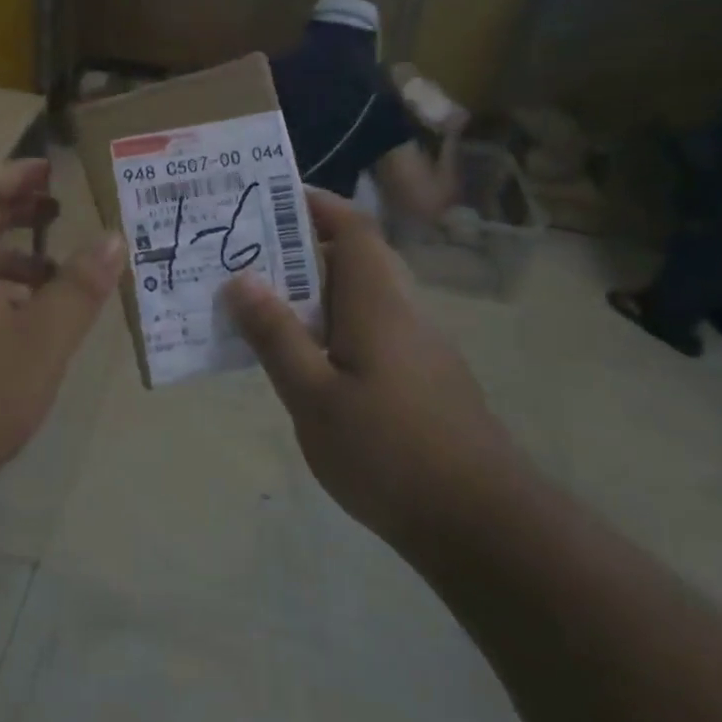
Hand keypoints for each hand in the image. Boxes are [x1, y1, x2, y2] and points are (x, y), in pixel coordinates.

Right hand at [223, 190, 504, 550]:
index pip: (351, 226)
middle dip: (303, 245)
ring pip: (362, 295)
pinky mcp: (423, 378)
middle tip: (248, 253)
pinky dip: (333, 324)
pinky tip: (305, 358)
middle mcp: (402, 310)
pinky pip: (370, 328)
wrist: (481, 523)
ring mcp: (419, 345)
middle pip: (355, 256)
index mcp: (377, 300)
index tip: (268, 198)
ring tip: (263, 301)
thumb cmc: (389, 452)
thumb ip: (276, 335)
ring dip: (316, 288)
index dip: (314, 203)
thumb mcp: (314, 396)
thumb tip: (240, 278)